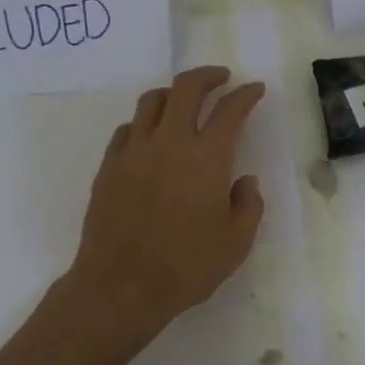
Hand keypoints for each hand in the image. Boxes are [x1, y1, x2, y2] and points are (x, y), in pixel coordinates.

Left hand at [66, 65, 266, 340]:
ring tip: (183, 101)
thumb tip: (245, 180)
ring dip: (173, 93)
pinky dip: (144, 123)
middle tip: (221, 78)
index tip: (255, 89)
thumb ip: (249, 205)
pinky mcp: (109, 166)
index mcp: (207, 157)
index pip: (230, 110)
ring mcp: (134, 151)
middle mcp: (170, 142)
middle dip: (207, 76)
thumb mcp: (236, 243)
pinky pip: (127, 129)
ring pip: (151, 101)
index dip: (246, 95)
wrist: (120, 287)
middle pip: (186, 88)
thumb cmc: (186, 267)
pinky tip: (150, 136)